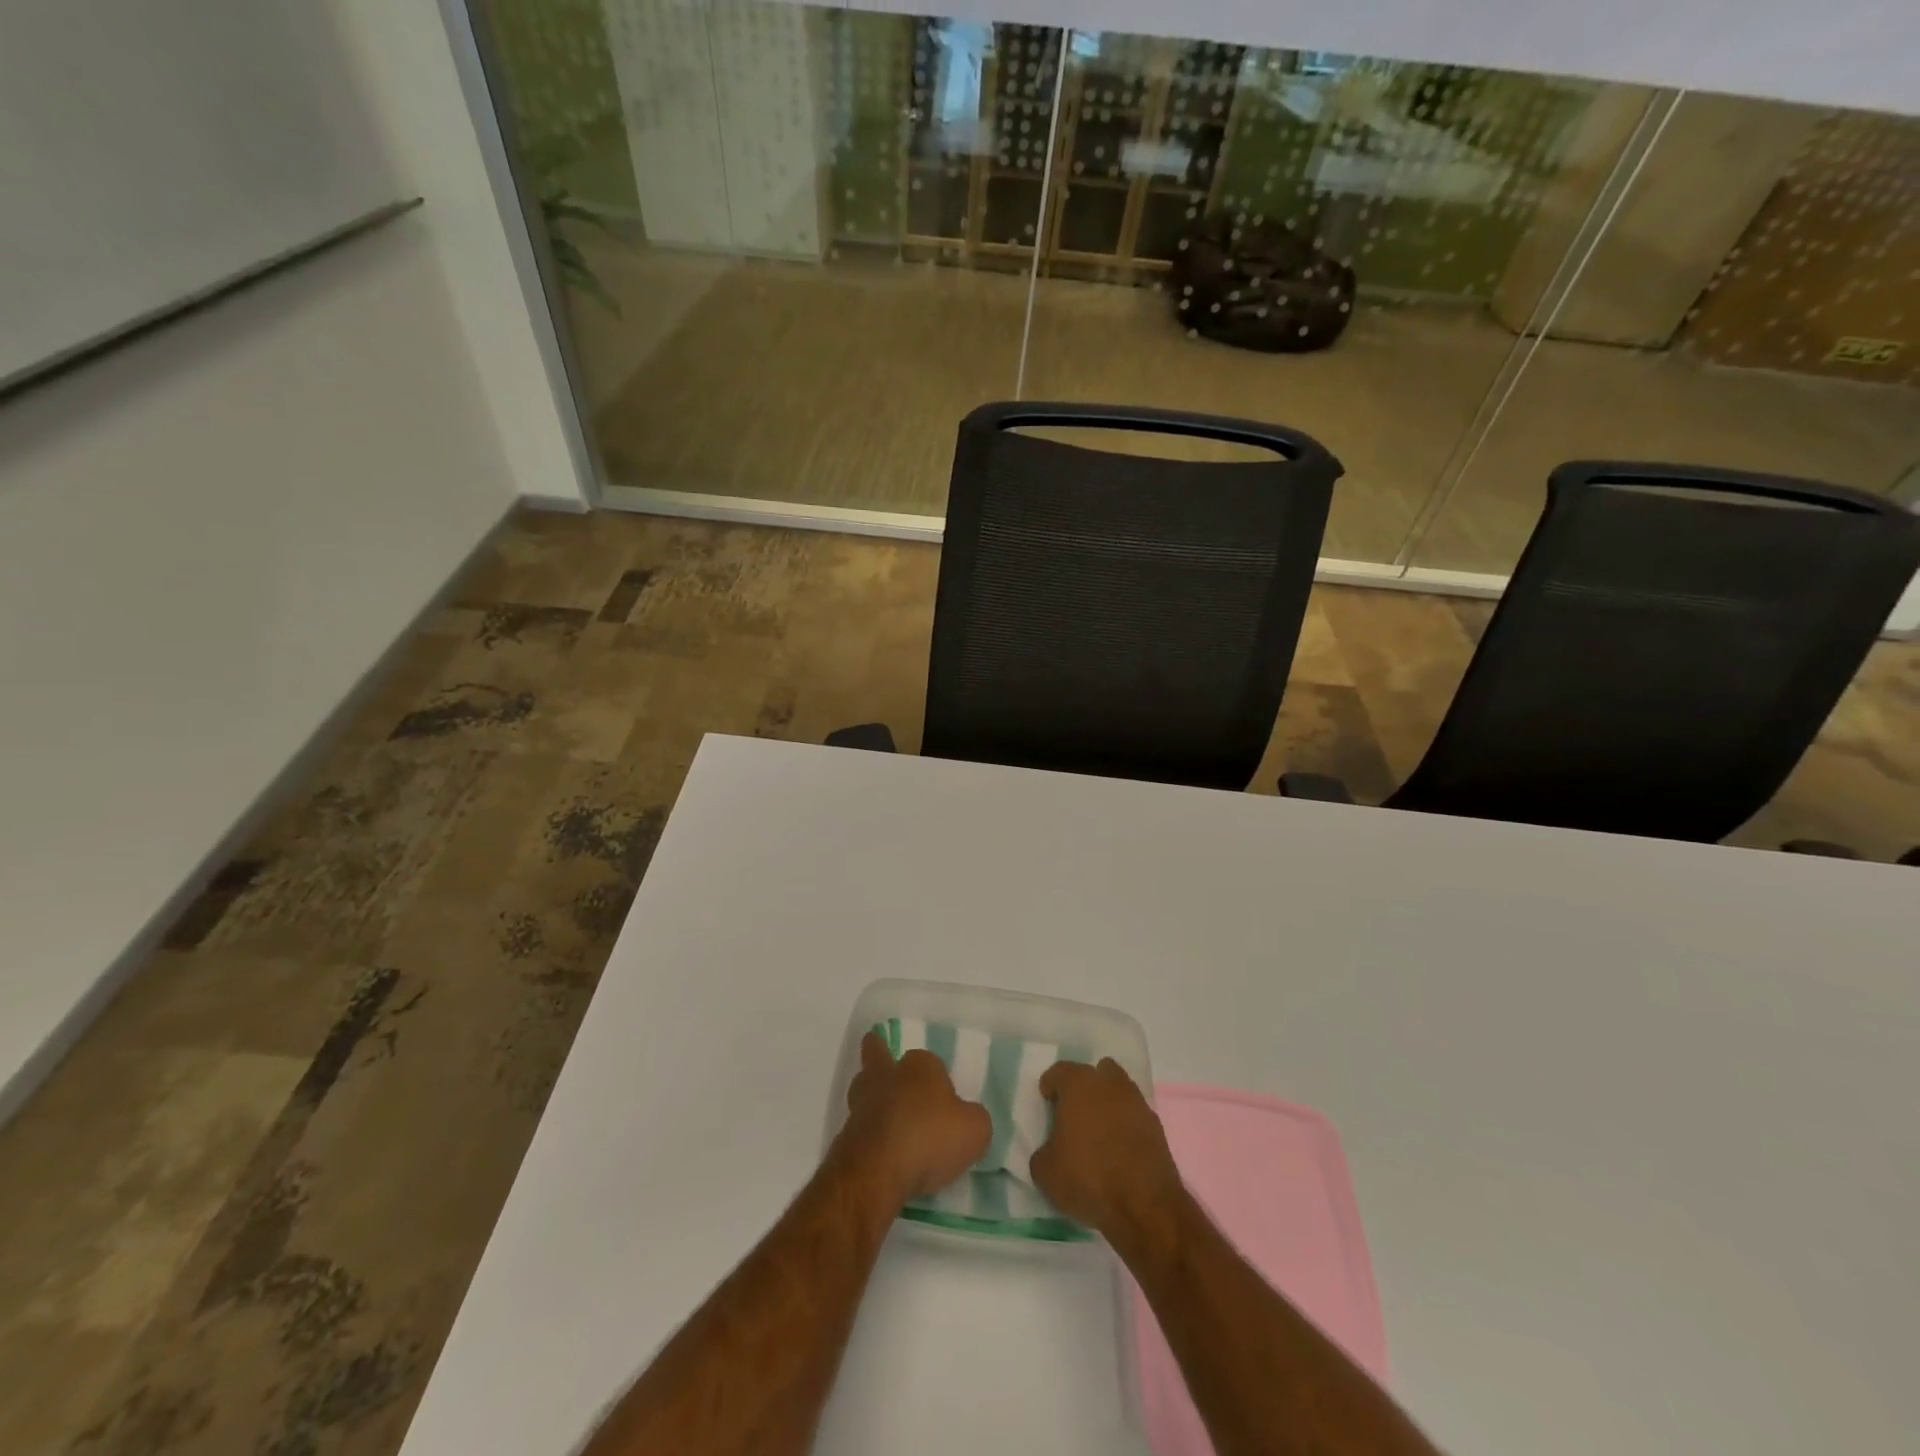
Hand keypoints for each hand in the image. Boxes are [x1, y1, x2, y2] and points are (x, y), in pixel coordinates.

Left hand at [835, 1033, 990, 1206]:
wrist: (875, 1172)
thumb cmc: (929, 1139)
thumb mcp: (974, 1130)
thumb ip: (975, 1119)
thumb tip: (967, 1118)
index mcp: (920, 1067)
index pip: (929, 1061)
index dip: (937, 1077)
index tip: (945, 1100)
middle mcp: (888, 1077)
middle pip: (878, 1057)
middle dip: (879, 1056)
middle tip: (881, 1058)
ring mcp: (862, 1105)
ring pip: (864, 1089)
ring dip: (871, 1096)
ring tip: (881, 1110)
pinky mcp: (847, 1135)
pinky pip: (859, 1127)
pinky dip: (867, 1133)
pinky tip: (879, 1149)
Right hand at [1031, 1058, 1183, 1240]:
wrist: (1144, 1204)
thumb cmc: (1087, 1176)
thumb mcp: (1045, 1171)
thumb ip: (1043, 1151)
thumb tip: (1051, 1150)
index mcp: (1079, 1084)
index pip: (1060, 1071)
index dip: (1051, 1085)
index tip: (1046, 1102)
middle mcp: (1110, 1084)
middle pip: (1096, 1073)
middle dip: (1085, 1088)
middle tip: (1074, 1113)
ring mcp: (1137, 1103)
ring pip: (1119, 1092)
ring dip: (1108, 1105)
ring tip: (1098, 1135)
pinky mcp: (1157, 1128)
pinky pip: (1134, 1117)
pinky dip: (1126, 1127)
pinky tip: (1118, 1152)